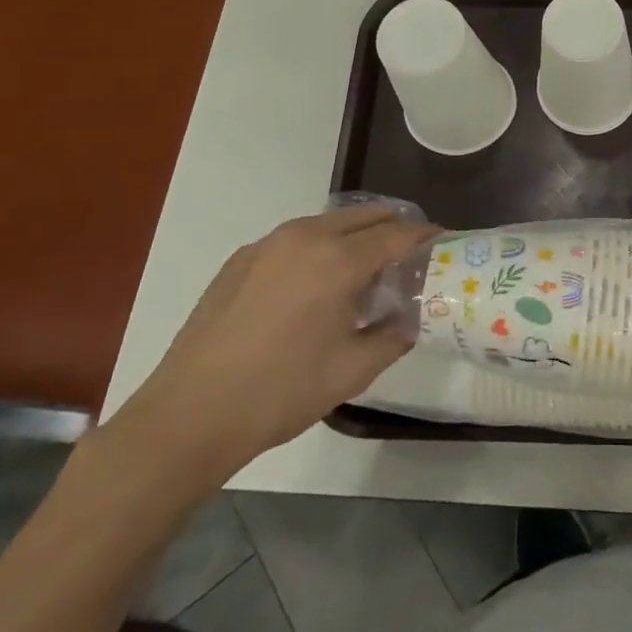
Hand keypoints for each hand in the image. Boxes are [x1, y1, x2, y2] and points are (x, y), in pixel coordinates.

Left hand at [108, 205, 438, 495]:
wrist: (188, 415)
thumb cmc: (280, 392)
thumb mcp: (352, 371)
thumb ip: (393, 336)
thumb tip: (409, 318)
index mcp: (338, 260)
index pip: (397, 233)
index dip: (425, 236)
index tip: (443, 241)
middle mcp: (305, 237)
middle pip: (365, 215)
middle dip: (394, 228)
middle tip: (410, 254)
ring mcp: (268, 244)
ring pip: (329, 223)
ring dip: (356, 236)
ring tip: (365, 271)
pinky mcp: (241, 259)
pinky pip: (296, 240)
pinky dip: (320, 248)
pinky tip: (315, 287)